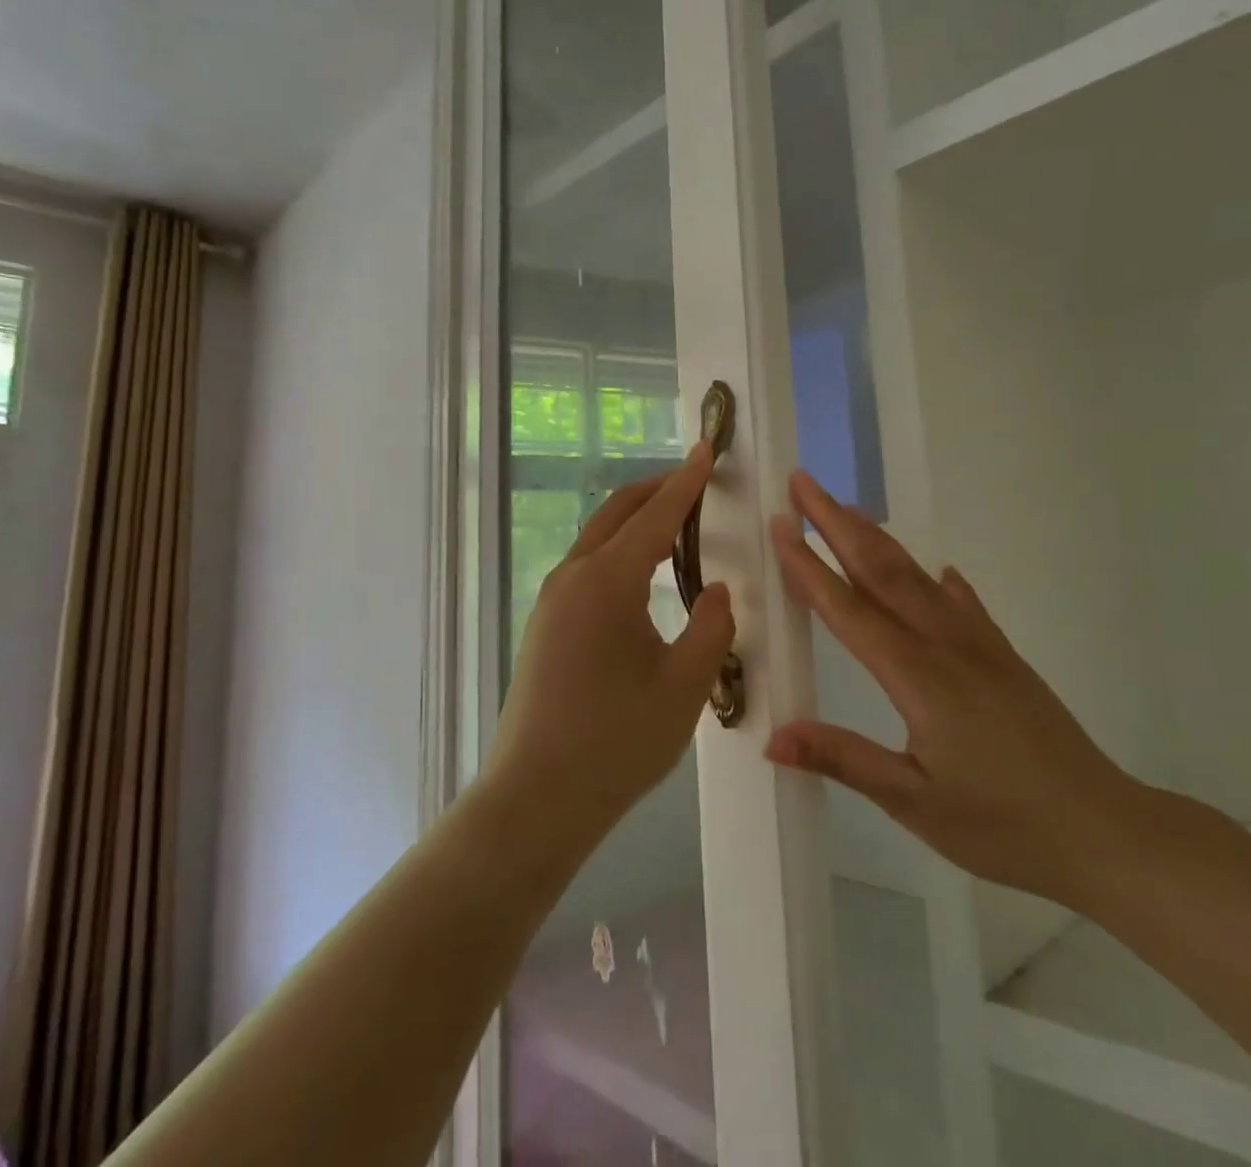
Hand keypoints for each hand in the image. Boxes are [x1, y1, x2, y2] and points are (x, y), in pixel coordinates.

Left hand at [485, 444, 736, 852]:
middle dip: (657, 490)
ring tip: (676, 521)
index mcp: (607, 580)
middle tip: (696, 481)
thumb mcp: (685, 685)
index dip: (686, 482)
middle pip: (618, 513)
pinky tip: (643, 573)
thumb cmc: (616, 742)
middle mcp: (573, 577)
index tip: (707, 450)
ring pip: (599, 538)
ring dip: (636, 520)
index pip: (655, 515)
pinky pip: (588, 567)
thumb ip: (711, 627)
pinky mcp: (545, 625)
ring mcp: (552, 601)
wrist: (535, 800)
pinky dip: (619, 550)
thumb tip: (715, 590)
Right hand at [765, 471, 1142, 904]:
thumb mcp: (914, 802)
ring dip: (876, 537)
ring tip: (845, 509)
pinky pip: (962, 603)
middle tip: (803, 484)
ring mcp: (979, 644)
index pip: (848, 608)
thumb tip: (772, 737)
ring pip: (917, 576)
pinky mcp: (1003, 656)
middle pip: (881, 569)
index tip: (779, 524)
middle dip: (837, 523)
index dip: (809, 565)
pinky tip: (936, 571)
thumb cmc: (1004, 825)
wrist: (1106, 832)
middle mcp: (945, 644)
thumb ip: (844, 759)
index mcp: (917, 676)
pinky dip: (938, 580)